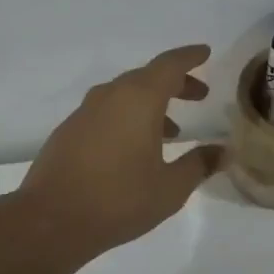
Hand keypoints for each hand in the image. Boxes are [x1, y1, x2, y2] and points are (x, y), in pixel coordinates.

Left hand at [17, 44, 226, 261]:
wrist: (50, 221)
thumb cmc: (119, 200)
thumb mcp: (170, 188)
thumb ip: (199, 165)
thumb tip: (222, 152)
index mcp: (139, 99)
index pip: (169, 65)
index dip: (190, 57)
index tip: (205, 53)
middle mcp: (110, 96)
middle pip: (147, 77)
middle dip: (175, 83)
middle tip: (198, 95)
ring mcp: (85, 112)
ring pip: (125, 94)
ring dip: (151, 103)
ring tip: (172, 131)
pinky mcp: (69, 131)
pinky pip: (107, 111)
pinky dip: (128, 117)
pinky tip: (136, 147)